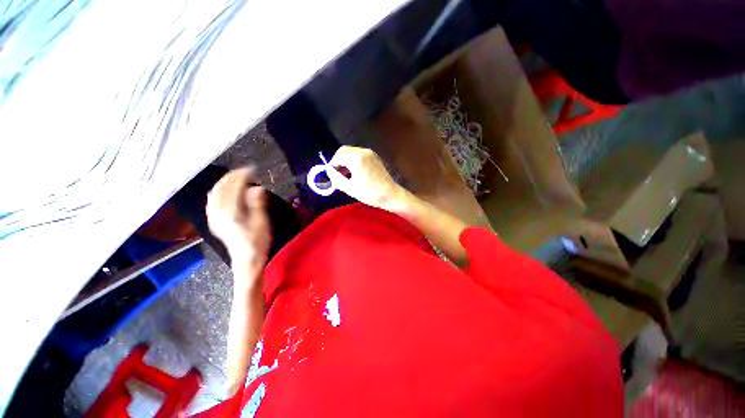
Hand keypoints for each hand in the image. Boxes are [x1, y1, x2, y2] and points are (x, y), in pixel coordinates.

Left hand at [206, 168, 270, 276]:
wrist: (246, 260)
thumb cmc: (257, 242)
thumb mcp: (261, 223)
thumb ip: (257, 204)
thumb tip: (257, 187)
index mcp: (231, 212)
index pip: (233, 188)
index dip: (242, 176)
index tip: (252, 169)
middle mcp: (218, 213)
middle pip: (221, 188)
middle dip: (232, 177)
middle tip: (245, 171)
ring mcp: (214, 218)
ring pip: (214, 194)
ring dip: (224, 183)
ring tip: (236, 178)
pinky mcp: (214, 221)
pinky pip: (212, 201)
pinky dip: (218, 192)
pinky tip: (224, 191)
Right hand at [327, 146, 409, 211]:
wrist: (390, 195)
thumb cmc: (370, 193)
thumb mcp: (350, 188)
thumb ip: (336, 178)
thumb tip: (328, 170)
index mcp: (356, 159)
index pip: (338, 157)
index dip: (332, 165)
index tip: (331, 175)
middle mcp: (363, 151)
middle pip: (344, 150)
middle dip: (338, 160)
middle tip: (337, 173)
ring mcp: (370, 153)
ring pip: (351, 151)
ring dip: (345, 159)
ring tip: (345, 173)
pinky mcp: (375, 156)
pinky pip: (359, 154)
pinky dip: (353, 159)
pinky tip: (355, 171)